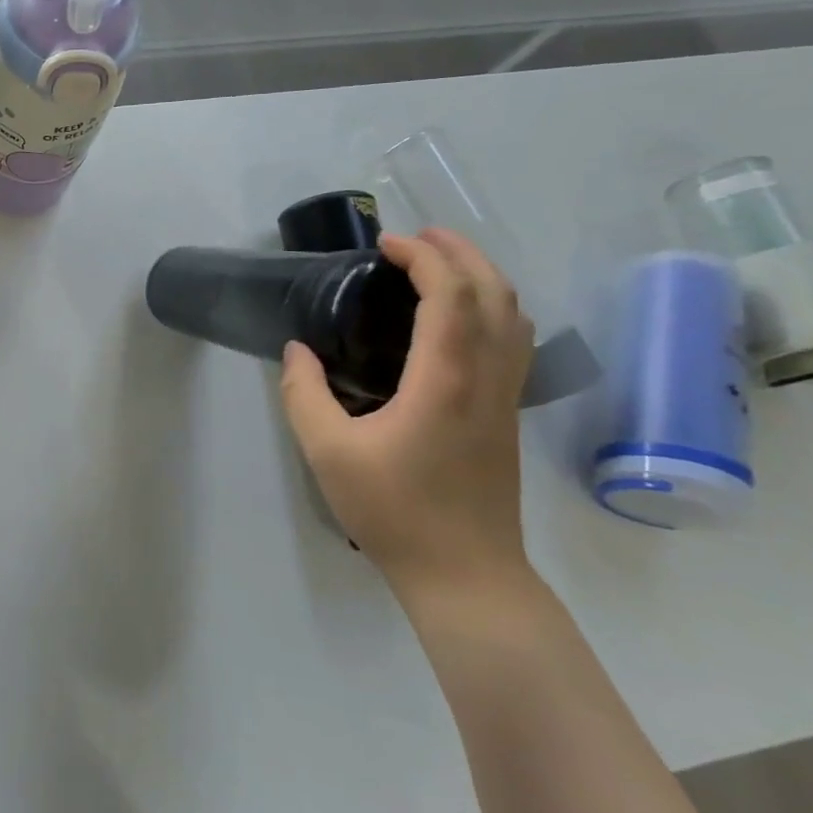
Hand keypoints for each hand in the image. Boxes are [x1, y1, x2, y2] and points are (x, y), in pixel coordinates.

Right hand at [279, 229, 534, 605]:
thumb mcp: (327, 451)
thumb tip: (298, 350)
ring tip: (440, 265)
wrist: (464, 573)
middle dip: (460, 252)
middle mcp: (486, 377)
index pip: (450, 294)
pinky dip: (492, 309)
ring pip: (514, 316)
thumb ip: (304, 393)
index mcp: (445, 380)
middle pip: (495, 293)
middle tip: (416, 238)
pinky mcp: (506, 415)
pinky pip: (513, 341)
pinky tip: (460, 319)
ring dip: (482, 277)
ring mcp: (504, 397)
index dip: (424, 257)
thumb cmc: (393, 510)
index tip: (386, 244)